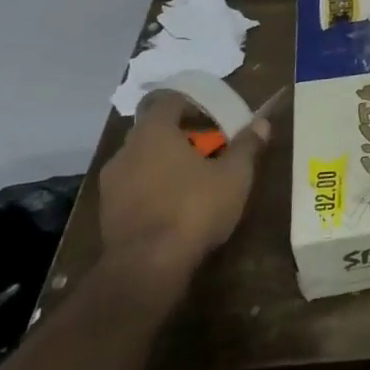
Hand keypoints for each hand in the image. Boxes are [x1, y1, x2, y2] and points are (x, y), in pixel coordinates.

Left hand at [97, 90, 273, 310]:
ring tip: (196, 181)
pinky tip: (177, 207)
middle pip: (156, 131)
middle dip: (183, 137)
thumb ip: (247, 146)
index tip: (215, 119)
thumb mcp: (234, 175)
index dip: (194, 105)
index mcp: (153, 132)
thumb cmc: (193, 208)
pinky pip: (135, 187)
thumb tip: (261, 122)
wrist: (146, 268)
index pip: (169, 101)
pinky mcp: (107, 213)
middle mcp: (126, 151)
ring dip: (167, 164)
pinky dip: (155, 188)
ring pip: (144, 161)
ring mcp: (111, 184)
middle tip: (212, 150)